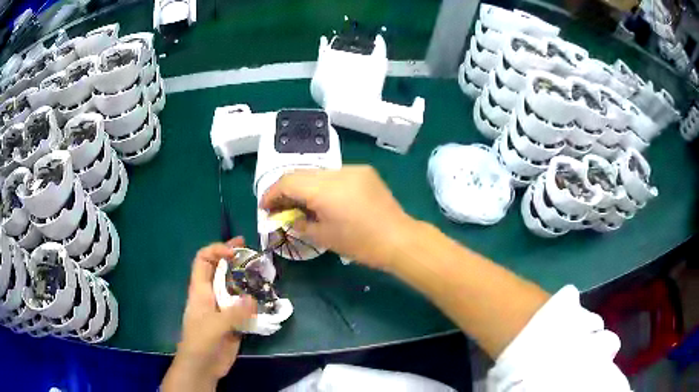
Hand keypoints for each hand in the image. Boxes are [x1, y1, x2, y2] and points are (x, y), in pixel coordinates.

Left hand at [162, 238, 256, 390]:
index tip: (234, 253)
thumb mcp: (213, 326)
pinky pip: (245, 307)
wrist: (203, 367)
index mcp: (200, 290)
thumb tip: (253, 299)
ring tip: (263, 274)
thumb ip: (233, 313)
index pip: (203, 260)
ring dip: (247, 279)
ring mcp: (223, 308)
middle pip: (220, 270)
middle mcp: (212, 295)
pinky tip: (266, 299)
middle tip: (252, 251)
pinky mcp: (234, 322)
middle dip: (234, 258)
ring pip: (235, 287)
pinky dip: (254, 301)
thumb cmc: (200, 342)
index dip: (216, 251)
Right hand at [260, 165, 415, 269]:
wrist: (400, 239)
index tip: (265, 208)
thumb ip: (300, 223)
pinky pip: (335, 175)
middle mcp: (337, 172)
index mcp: (325, 188)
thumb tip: (287, 218)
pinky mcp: (364, 172)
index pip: (288, 182)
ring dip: (304, 187)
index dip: (271, 193)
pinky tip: (323, 200)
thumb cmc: (361, 244)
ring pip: (317, 173)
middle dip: (286, 190)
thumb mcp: (324, 237)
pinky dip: (322, 186)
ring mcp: (353, 169)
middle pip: (301, 174)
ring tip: (300, 205)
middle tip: (280, 208)